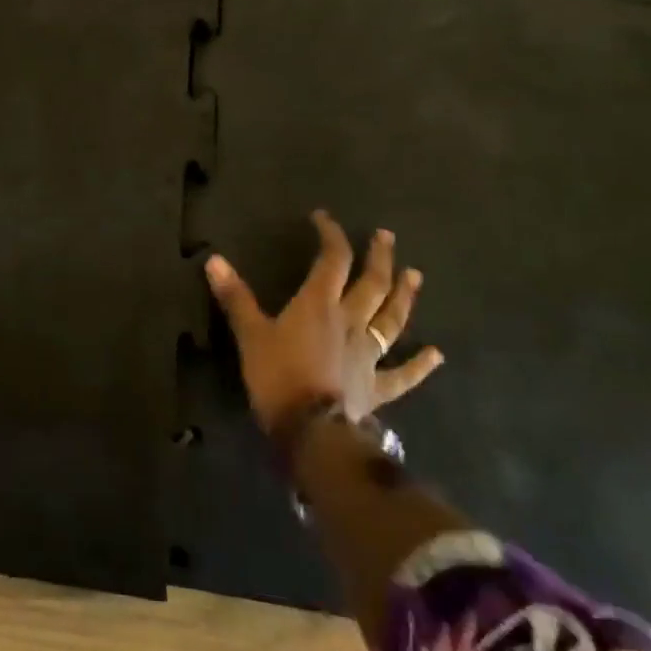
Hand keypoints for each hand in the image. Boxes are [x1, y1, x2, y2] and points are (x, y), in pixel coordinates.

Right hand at [204, 211, 442, 435]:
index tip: (324, 219)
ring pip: (391, 320)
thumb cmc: (278, 376)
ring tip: (415, 276)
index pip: (332, 260)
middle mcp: (350, 322)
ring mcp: (368, 355)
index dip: (331, 236)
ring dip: (403, 297)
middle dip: (379, 258)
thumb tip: (213, 259)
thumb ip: (235, 297)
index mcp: (319, 305)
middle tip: (387, 237)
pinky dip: (420, 365)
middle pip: (371, 284)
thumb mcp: (250, 334)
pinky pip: (403, 374)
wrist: (313, 431)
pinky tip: (436, 355)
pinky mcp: (377, 386)